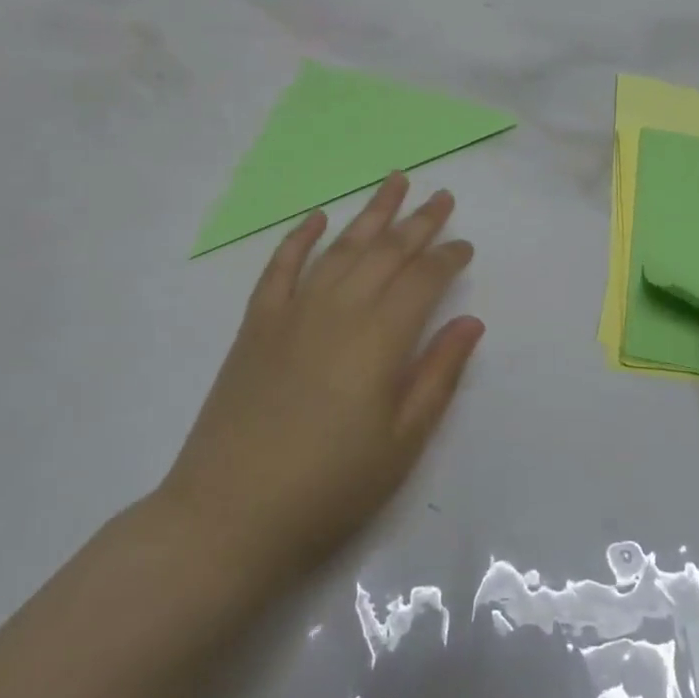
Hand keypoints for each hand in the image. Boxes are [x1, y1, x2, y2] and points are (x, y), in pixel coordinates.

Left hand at [154, 173, 483, 593]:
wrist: (229, 516)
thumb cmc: (330, 487)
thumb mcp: (402, 442)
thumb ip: (438, 374)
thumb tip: (469, 321)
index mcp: (380, 338)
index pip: (423, 280)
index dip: (448, 258)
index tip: (465, 245)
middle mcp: (339, 309)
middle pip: (386, 252)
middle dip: (418, 222)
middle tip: (442, 197)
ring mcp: (293, 311)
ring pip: (340, 247)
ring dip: (370, 213)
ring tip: (393, 181)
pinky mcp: (257, 324)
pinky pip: (281, 266)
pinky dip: (300, 238)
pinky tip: (317, 218)